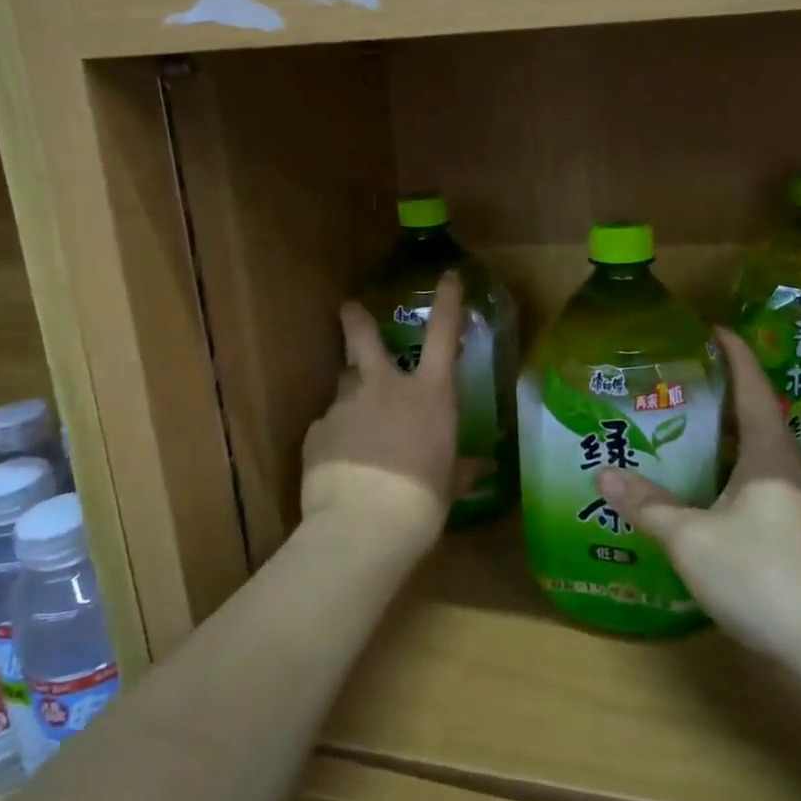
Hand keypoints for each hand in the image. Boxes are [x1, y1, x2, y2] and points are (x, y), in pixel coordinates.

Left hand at [301, 271, 464, 537]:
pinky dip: (336, 437)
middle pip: (364, 339)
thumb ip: (462, 470)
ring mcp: (346, 406)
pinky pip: (328, 426)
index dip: (448, 302)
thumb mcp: (449, 486)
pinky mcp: (316, 431)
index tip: (447, 276)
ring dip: (351, 395)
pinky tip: (341, 463)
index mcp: (428, 395)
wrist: (364, 523)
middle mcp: (385, 388)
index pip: (444, 336)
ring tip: (356, 425)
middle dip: (356, 321)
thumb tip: (484, 467)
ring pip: (345, 385)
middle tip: (348, 309)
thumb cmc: (422, 500)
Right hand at [597, 329, 800, 662]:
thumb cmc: (763, 575)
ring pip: (760, 460)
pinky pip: (761, 490)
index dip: (735, 355)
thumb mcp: (692, 538)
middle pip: (759, 420)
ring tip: (687, 435)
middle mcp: (791, 472)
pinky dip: (732, 478)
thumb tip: (604, 474)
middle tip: (682, 385)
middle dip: (724, 398)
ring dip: (728, 442)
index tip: (714, 330)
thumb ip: (649, 505)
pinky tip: (708, 497)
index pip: (753, 388)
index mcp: (770, 455)